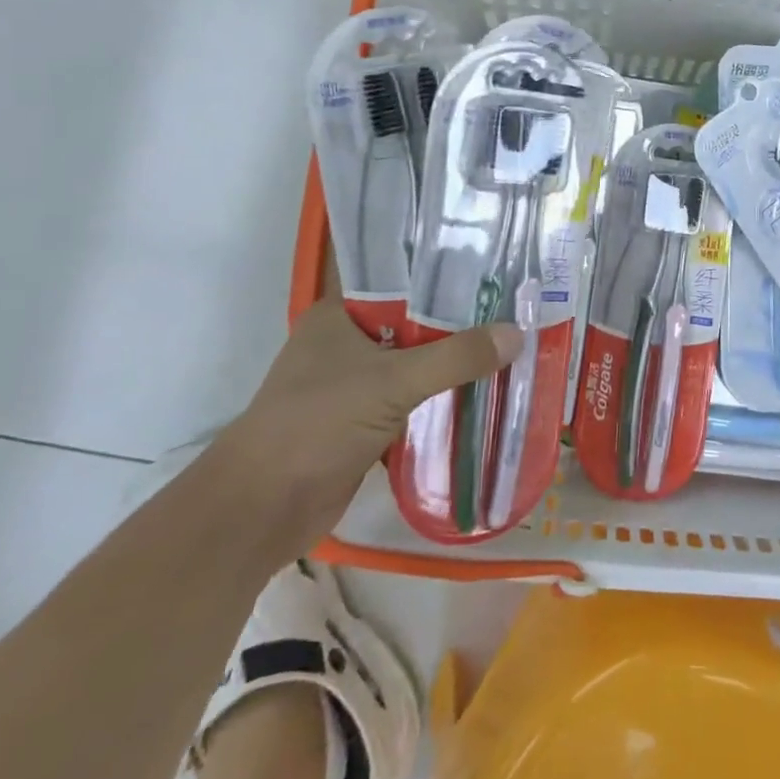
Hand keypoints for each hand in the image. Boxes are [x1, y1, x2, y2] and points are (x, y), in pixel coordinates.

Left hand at [212, 261, 520, 553]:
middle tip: (517, 308)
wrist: (262, 509)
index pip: (401, 279)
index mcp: (340, 314)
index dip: (446, 273)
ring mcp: (355, 384)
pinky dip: (443, 398)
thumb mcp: (392, 382)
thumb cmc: (317, 424)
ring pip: (416, 363)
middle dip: (461, 322)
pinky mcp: (365, 421)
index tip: (495, 269)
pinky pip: (414, 400)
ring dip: (454, 363)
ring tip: (511, 346)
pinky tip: (485, 392)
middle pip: (415, 323)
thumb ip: (456, 358)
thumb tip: (517, 334)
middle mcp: (347, 342)